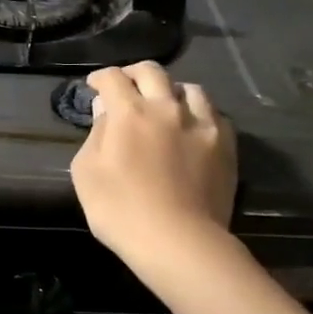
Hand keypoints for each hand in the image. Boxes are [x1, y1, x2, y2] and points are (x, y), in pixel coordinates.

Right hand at [70, 62, 236, 281]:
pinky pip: (214, 115)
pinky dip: (199, 114)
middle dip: (134, 73)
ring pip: (189, 89)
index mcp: (130, 113)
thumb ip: (95, 135)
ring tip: (165, 105)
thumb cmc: (120, 210)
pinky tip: (193, 128)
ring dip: (171, 91)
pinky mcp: (226, 145)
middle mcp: (167, 108)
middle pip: (152, 72)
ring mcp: (202, 124)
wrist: (179, 241)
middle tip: (126, 86)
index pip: (113, 78)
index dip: (100, 77)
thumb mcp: (86, 173)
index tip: (94, 86)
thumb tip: (106, 111)